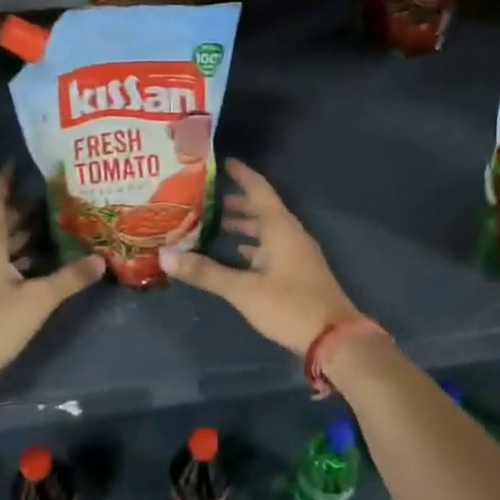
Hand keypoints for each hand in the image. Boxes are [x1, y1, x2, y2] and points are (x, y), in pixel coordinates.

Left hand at [0, 167, 102, 403]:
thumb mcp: (37, 300)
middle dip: (21, 207)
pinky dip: (16, 258)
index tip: (18, 162)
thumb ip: (69, 278)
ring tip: (51, 223)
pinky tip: (37, 264)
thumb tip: (100, 259)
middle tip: (51, 193)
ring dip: (20, 234)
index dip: (5, 180)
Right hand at [160, 160, 358, 354]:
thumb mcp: (244, 290)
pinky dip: (251, 245)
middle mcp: (289, 233)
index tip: (219, 161)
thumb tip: (165, 255)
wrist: (334, 338)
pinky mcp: (296, 271)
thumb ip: (206, 272)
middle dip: (234, 201)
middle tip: (203, 196)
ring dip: (242, 224)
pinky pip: (270, 247)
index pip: (258, 189)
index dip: (240, 173)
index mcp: (280, 227)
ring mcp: (296, 253)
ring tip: (211, 222)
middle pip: (261, 208)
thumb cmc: (290, 306)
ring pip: (265, 229)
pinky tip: (234, 254)